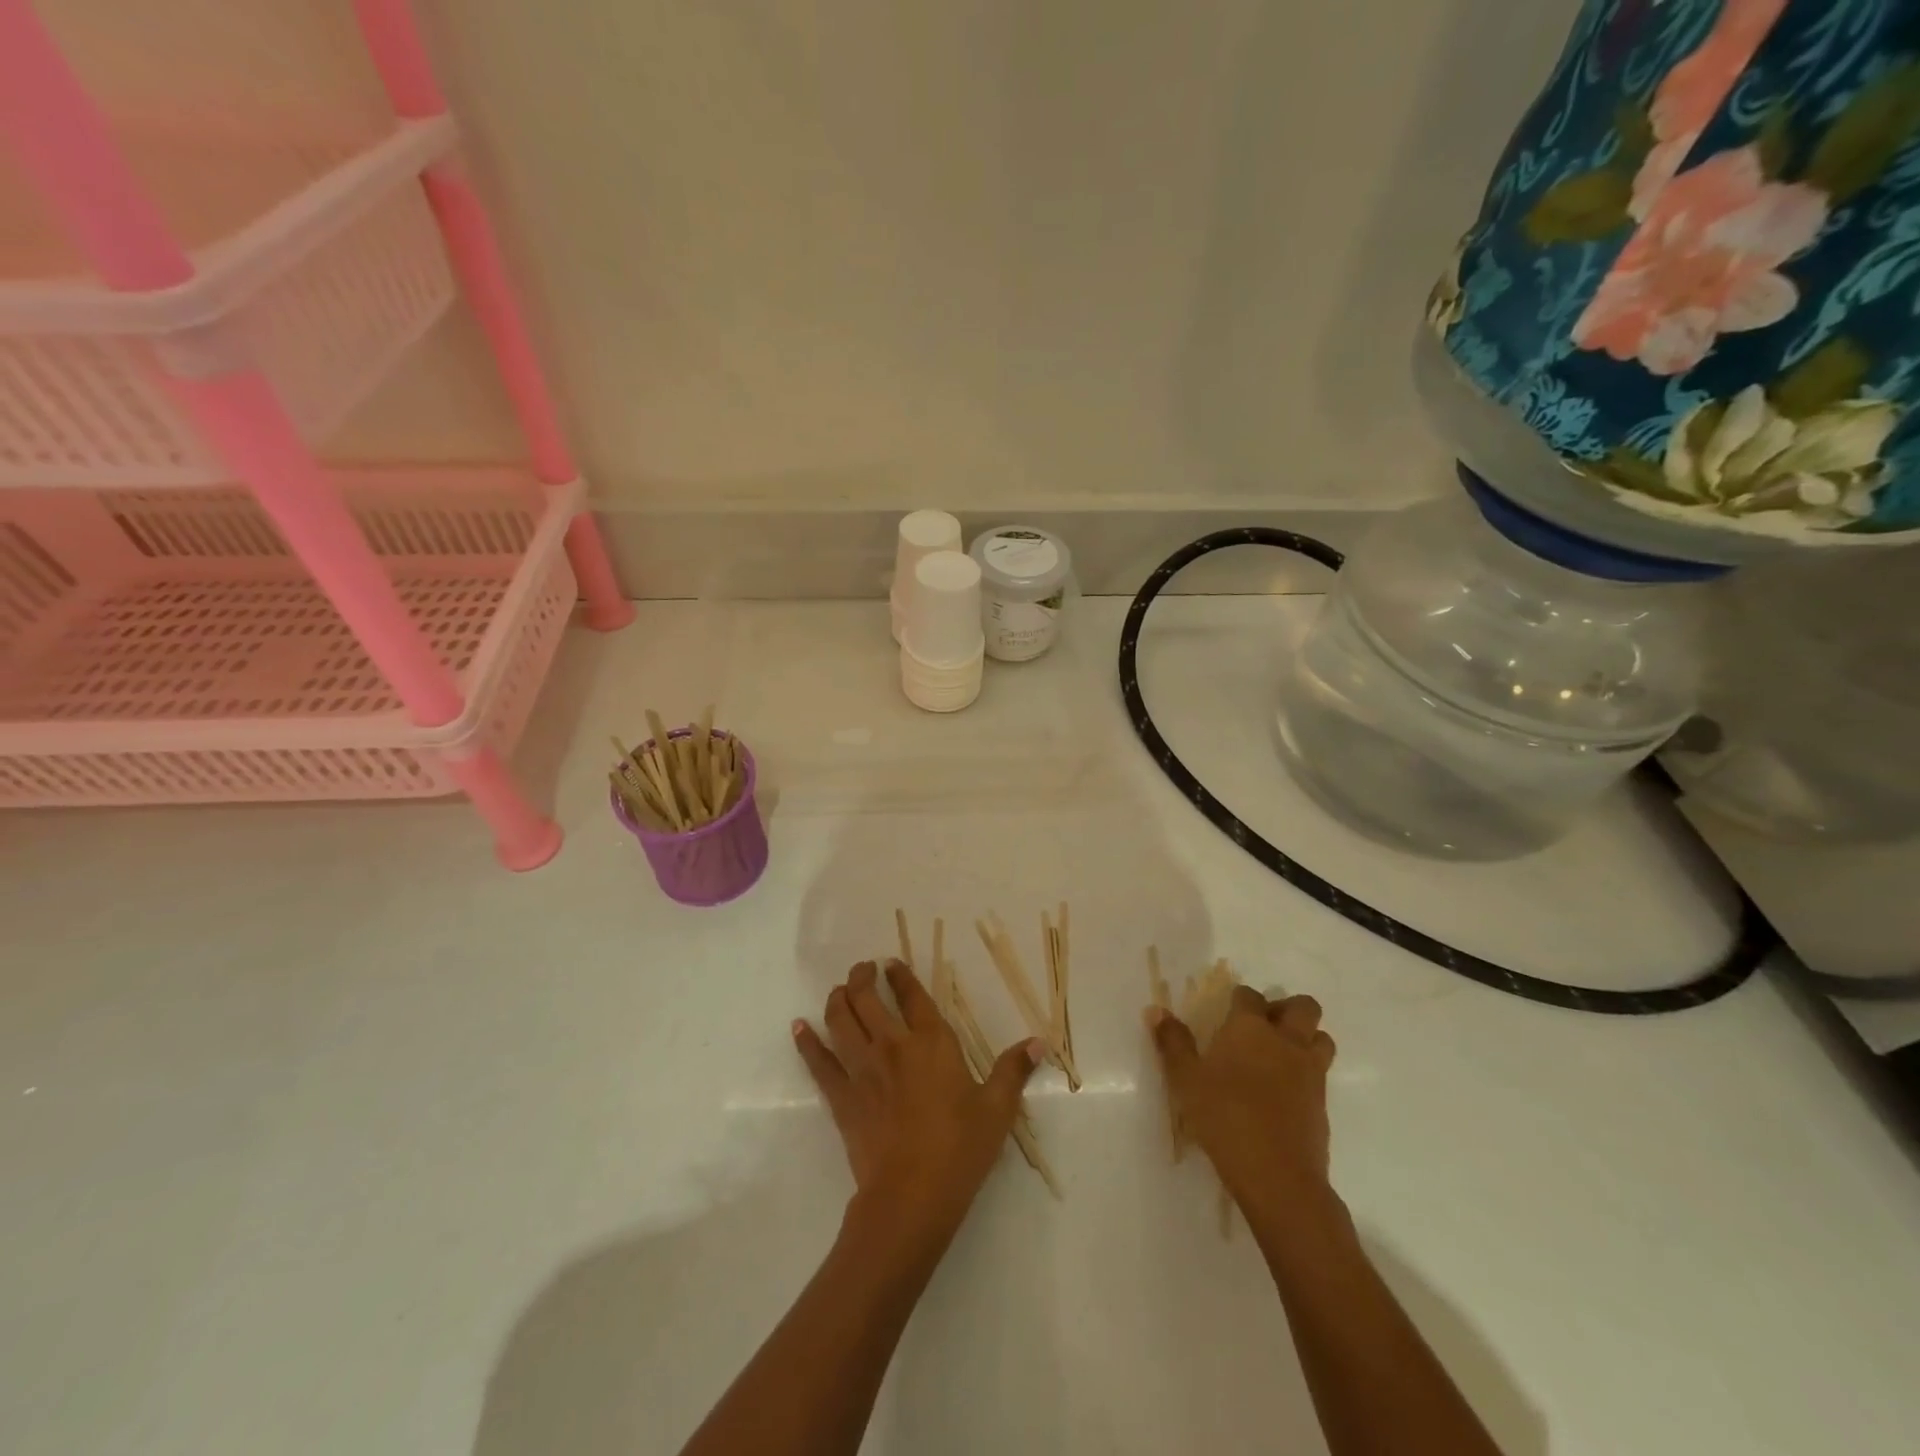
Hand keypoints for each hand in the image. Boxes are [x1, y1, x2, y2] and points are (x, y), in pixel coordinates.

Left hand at [795, 960, 1042, 1257]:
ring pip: (841, 1020)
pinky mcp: (841, 1096)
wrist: (911, 1196)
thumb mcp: (997, 1108)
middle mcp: (892, 1045)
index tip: (891, 963)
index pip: (912, 995)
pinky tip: (799, 1027)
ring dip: (837, 999)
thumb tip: (1040, 1041)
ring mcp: (862, 1069)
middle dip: (863, 977)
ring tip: (839, 990)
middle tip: (864, 969)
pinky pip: (819, 1061)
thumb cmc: (959, 1149)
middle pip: (868, 998)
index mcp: (931, 1042)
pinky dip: (807, 1042)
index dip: (900, 975)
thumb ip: (1014, 1069)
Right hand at [1147, 988, 1337, 1221]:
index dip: (1239, 998)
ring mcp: (1310, 1072)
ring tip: (1280, 1055)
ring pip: (1321, 1038)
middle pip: (1304, 1007)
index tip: (1227, 1011)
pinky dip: (1306, 1073)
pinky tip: (1283, 1093)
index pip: (1250, 995)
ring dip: (1306, 1038)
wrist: (1277, 1176)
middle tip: (1263, 1026)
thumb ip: (1173, 1042)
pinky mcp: (1322, 1104)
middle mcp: (1286, 1041)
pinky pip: (1321, 1074)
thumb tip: (1156, 1010)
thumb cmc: (1225, 1117)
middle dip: (1286, 1008)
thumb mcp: (1186, 1080)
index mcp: (1250, 1028)